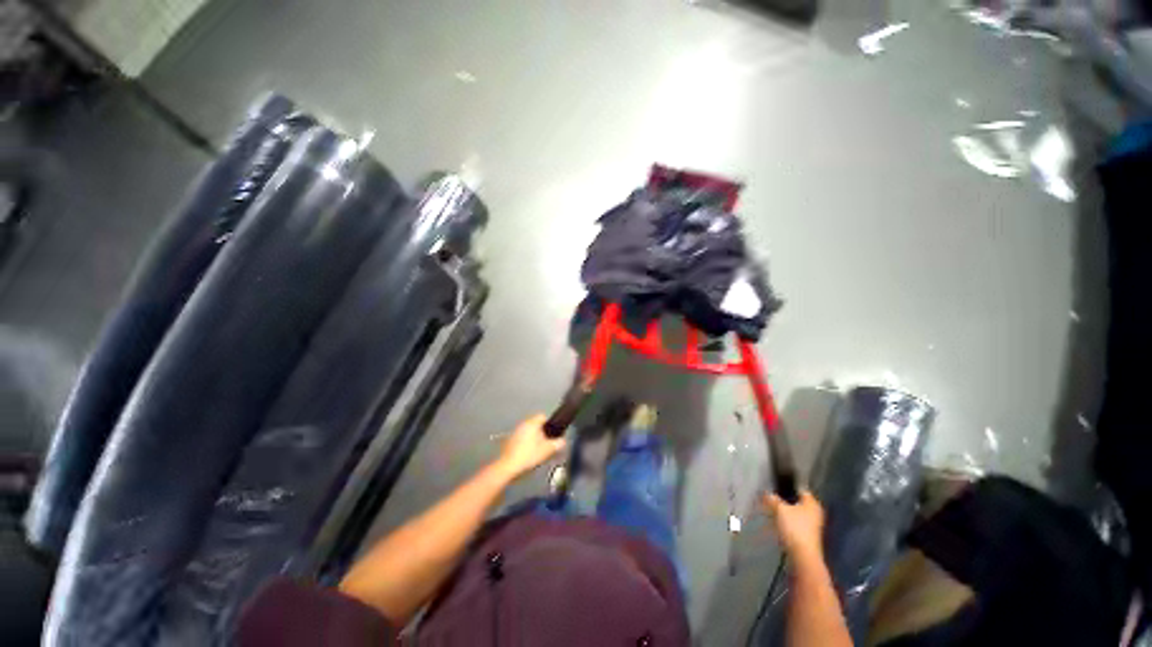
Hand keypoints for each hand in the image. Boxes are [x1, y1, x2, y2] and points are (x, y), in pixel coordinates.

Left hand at [495, 415, 566, 479]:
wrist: (507, 467)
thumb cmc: (529, 455)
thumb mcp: (547, 450)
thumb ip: (558, 444)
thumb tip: (563, 441)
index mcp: (532, 423)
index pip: (543, 416)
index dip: (550, 424)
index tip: (553, 434)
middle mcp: (522, 424)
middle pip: (535, 425)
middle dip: (542, 433)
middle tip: (547, 445)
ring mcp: (514, 432)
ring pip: (528, 432)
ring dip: (533, 439)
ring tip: (538, 452)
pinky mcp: (508, 441)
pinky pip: (521, 439)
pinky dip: (525, 444)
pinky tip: (527, 455)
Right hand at [762, 489, 824, 562]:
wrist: (802, 556)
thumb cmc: (794, 528)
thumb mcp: (779, 509)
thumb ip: (772, 499)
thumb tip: (766, 494)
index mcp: (812, 503)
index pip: (800, 489)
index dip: (787, 486)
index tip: (775, 486)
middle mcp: (814, 512)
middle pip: (797, 501)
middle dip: (784, 500)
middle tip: (771, 497)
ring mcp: (812, 525)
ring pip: (795, 512)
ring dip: (784, 511)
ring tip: (771, 509)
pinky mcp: (807, 535)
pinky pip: (795, 523)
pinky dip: (787, 521)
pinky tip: (777, 522)